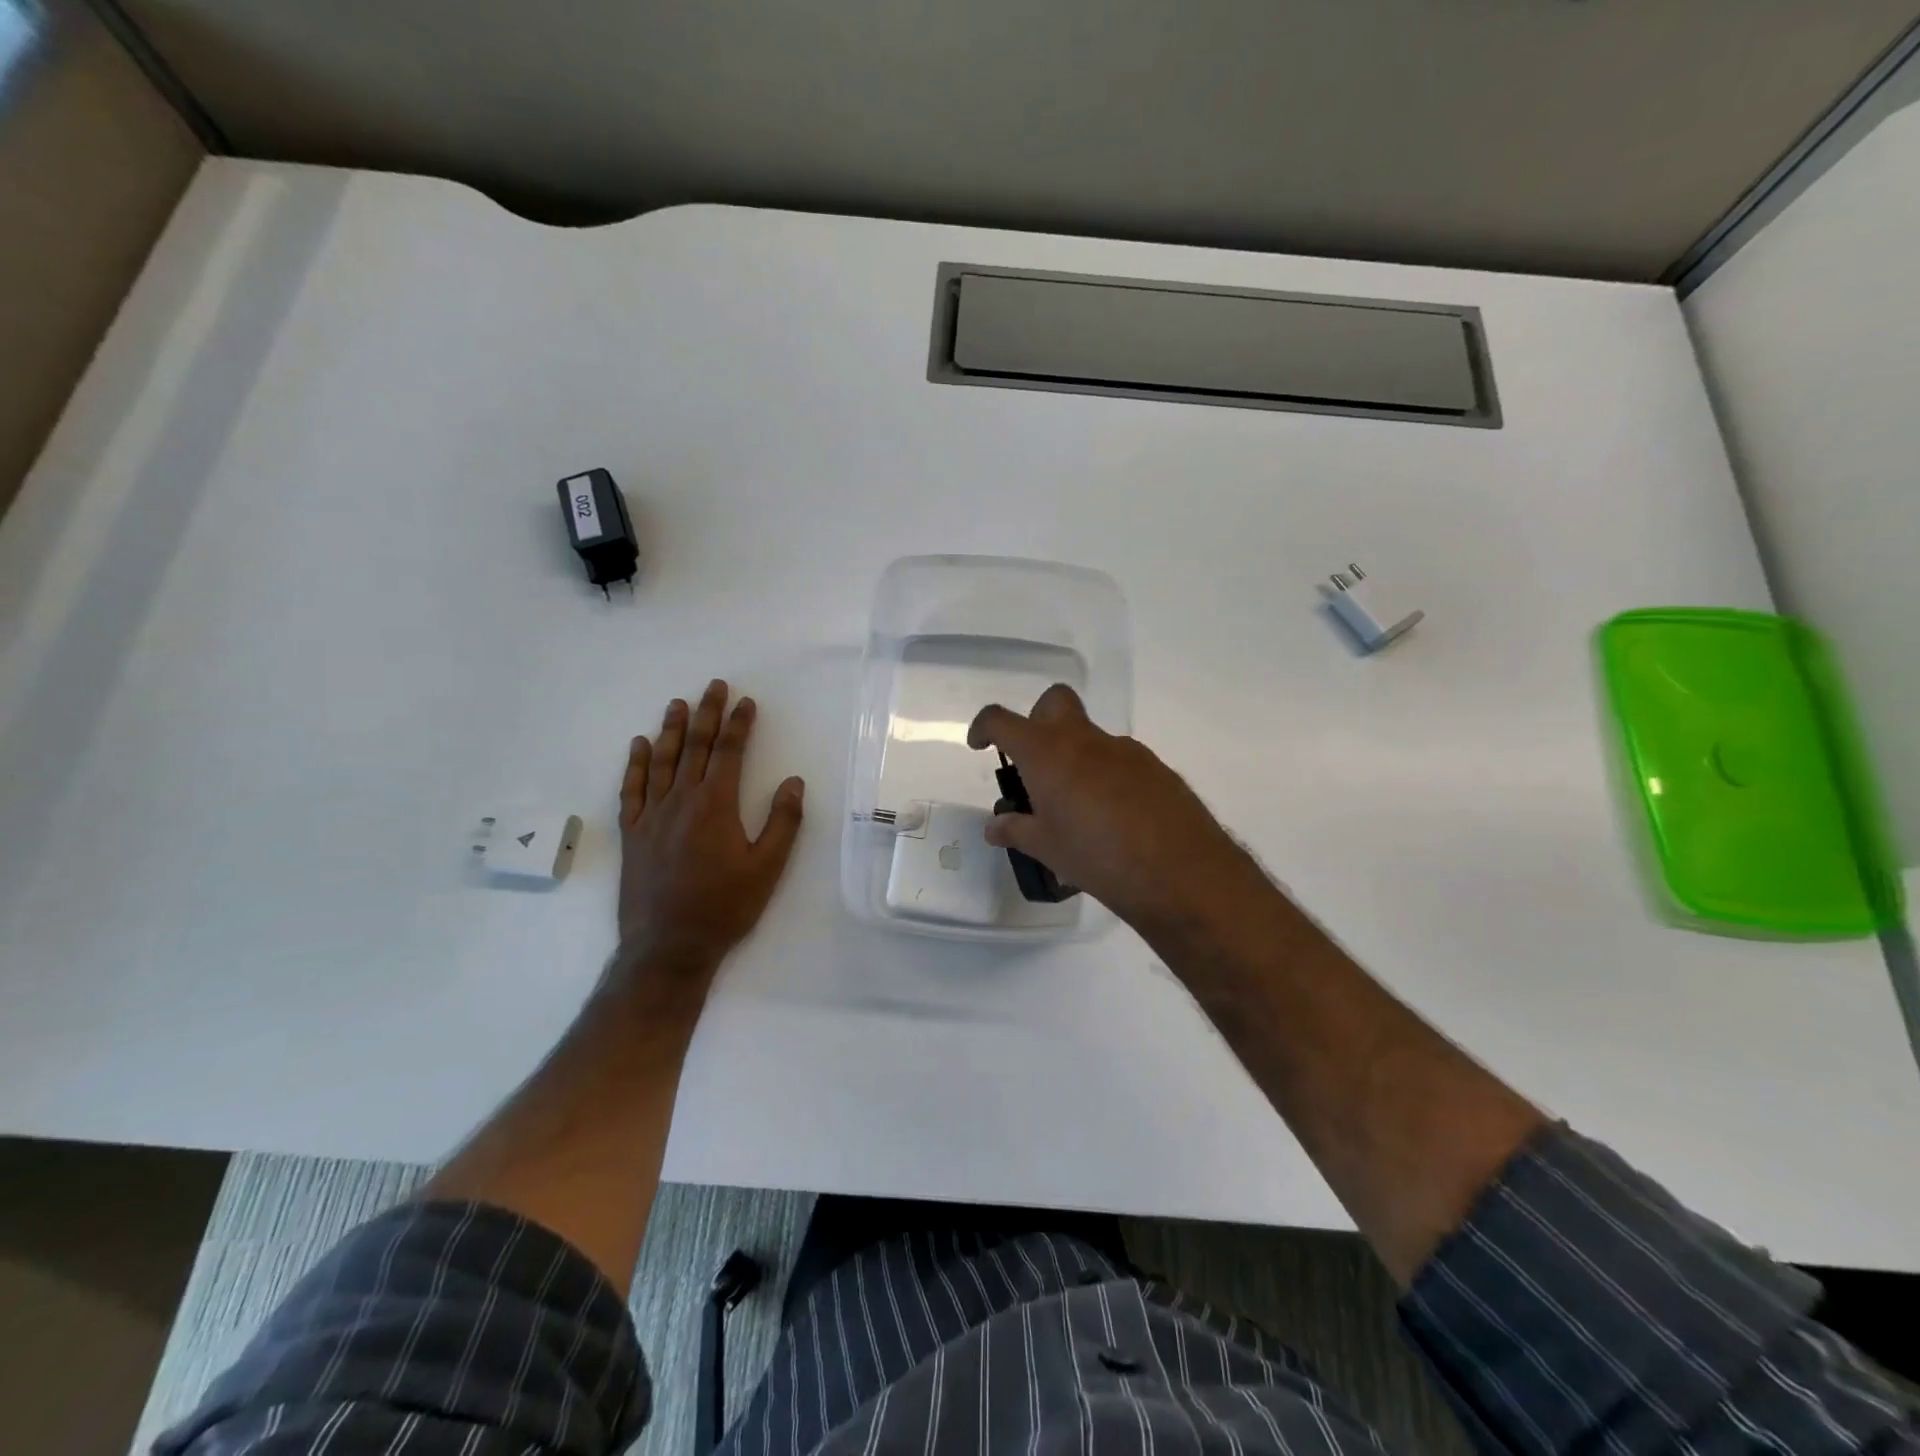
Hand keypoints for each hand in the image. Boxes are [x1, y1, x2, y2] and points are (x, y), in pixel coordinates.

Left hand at [614, 679, 805, 992]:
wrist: (668, 946)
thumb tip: (794, 782)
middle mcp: (681, 800)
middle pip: (696, 747)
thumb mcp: (767, 868)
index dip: (739, 724)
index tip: (746, 702)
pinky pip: (632, 789)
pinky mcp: (632, 833)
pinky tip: (640, 745)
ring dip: (672, 729)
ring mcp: (652, 815)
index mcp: (716, 805)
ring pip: (662, 761)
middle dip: (707, 714)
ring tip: (678, 704)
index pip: (729, 752)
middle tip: (714, 687)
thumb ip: (783, 822)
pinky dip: (636, 764)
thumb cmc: (725, 907)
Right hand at [967, 684, 1263, 937]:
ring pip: (1090, 737)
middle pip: (1054, 702)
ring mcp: (1125, 750)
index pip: (1002, 720)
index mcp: (1048, 754)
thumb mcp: (1048, 849)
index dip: (984, 726)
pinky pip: (1119, 760)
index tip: (981, 746)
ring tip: (1078, 811)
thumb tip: (995, 826)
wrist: (1181, 872)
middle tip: (1034, 765)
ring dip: (1075, 758)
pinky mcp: (1155, 767)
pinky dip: (1106, 776)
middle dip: (1037, 721)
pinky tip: (1114, 819)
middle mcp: (1085, 740)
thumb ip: (1017, 831)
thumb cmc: (1098, 858)